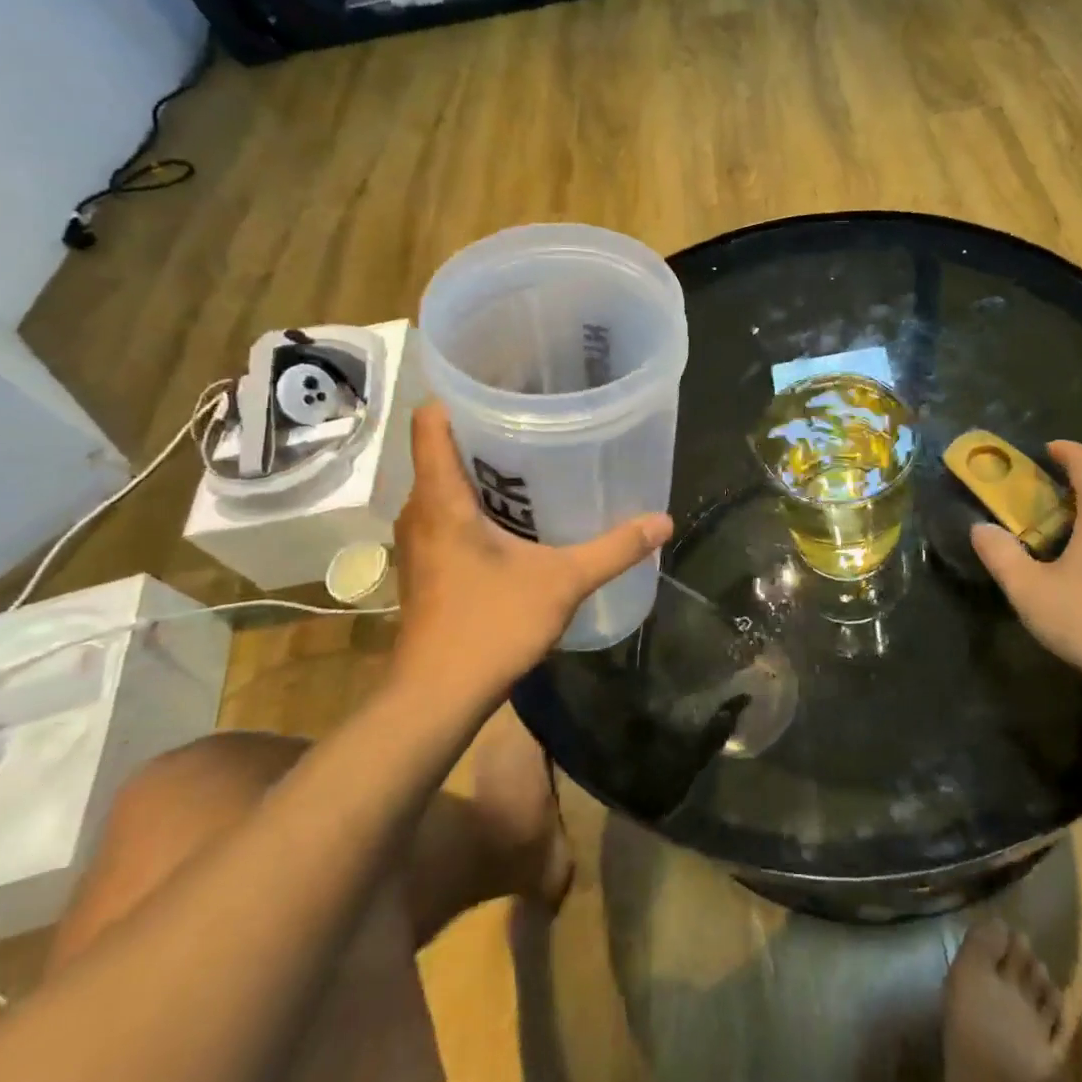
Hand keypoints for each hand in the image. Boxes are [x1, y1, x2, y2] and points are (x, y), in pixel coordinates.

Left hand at [391, 403, 671, 705]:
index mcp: (441, 498)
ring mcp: (418, 539)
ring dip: (483, 471)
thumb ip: (614, 548)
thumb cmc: (490, 626)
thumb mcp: (562, 582)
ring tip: (535, 462)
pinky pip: (446, 513)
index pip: (430, 420)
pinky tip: (518, 518)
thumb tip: (663, 521)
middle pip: (442, 447)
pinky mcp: (425, 564)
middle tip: (539, 419)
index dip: (460, 394)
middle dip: (486, 430)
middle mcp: (420, 510)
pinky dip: (476, 503)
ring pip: (445, 483)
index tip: (503, 383)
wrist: (436, 697)